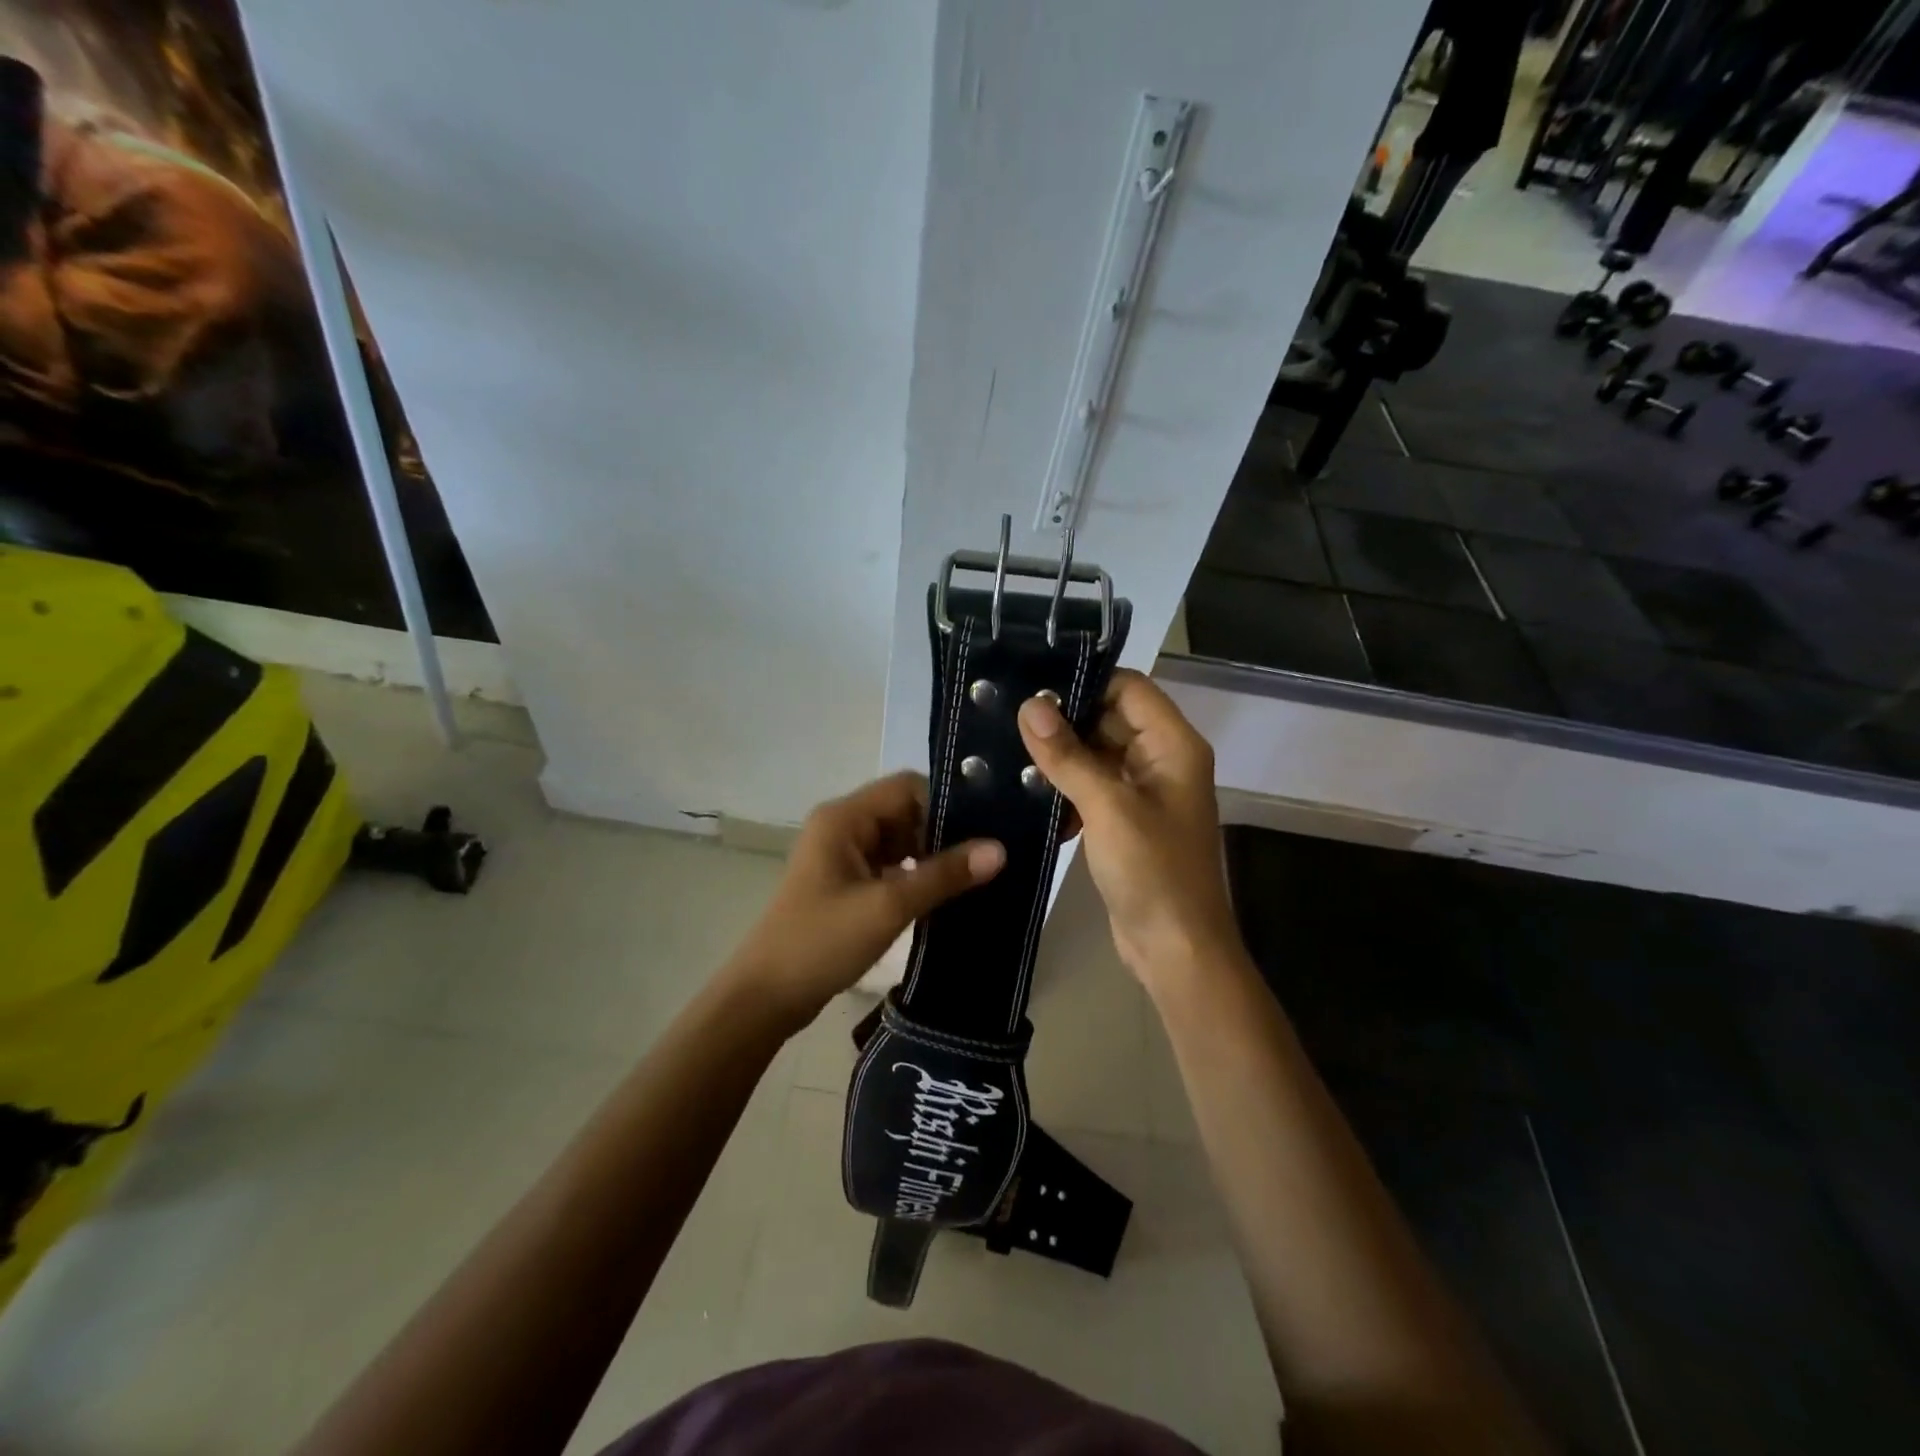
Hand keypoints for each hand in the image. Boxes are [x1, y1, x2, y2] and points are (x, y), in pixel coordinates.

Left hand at [727, 772, 1004, 1027]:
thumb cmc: (821, 942)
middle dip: (943, 833)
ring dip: (931, 856)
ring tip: (974, 877)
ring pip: (900, 840)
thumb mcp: (888, 906)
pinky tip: (944, 896)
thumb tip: (1000, 849)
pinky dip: (915, 876)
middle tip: (986, 858)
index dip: (946, 805)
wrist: (766, 996)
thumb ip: (944, 875)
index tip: (985, 831)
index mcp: (844, 817)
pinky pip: (890, 865)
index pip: (907, 788)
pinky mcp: (845, 882)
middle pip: (905, 812)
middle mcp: (842, 826)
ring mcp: (842, 855)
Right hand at [1018, 670, 1240, 991]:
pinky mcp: (1127, 821)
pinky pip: (1094, 787)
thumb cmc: (1152, 871)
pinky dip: (1067, 789)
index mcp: (1173, 746)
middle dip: (1065, 722)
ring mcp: (1145, 792)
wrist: (1175, 949)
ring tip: (1011, 756)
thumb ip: (1068, 754)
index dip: (1085, 683)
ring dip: (1062, 758)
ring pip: (1098, 754)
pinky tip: (1033, 799)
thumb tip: (1031, 705)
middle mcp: (1163, 760)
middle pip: (1111, 719)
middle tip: (1010, 722)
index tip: (1033, 690)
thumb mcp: (1108, 807)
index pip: (1129, 688)